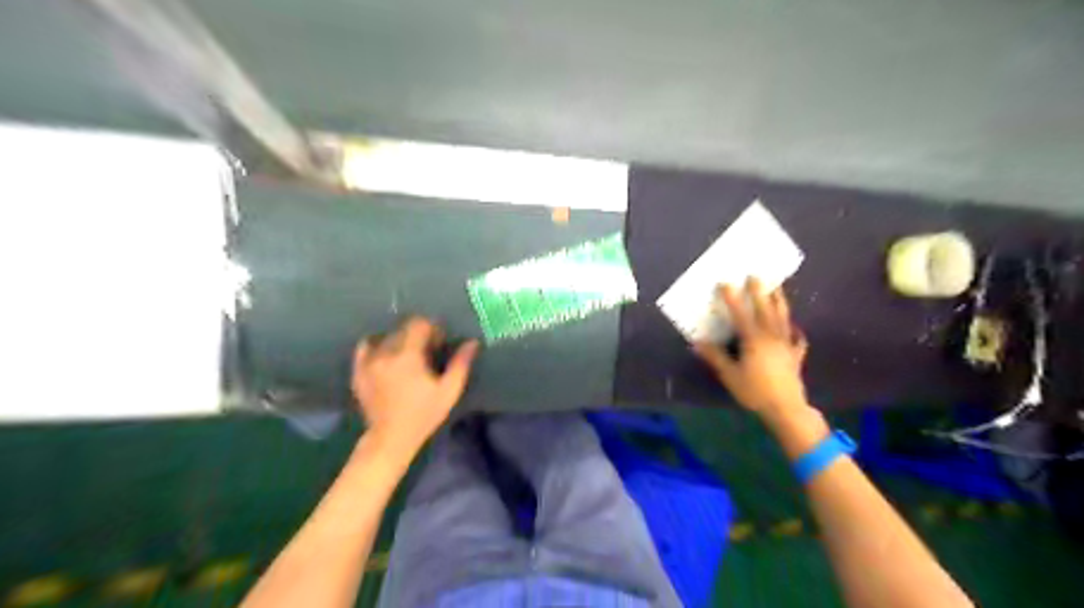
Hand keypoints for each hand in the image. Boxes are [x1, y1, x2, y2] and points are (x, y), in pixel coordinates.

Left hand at [352, 318, 477, 456]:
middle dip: (417, 335)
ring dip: (399, 340)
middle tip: (427, 351)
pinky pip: (365, 347)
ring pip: (386, 337)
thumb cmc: (424, 415)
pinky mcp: (358, 371)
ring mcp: (369, 362)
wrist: (391, 438)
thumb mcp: (448, 391)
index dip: (432, 328)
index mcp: (408, 355)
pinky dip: (376, 346)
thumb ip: (460, 364)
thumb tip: (472, 342)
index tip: (439, 341)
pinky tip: (386, 355)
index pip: (419, 324)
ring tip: (407, 356)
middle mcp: (386, 353)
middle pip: (403, 329)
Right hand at [700, 278, 808, 418]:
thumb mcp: (730, 375)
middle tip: (756, 275)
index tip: (725, 282)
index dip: (732, 298)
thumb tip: (697, 342)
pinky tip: (795, 328)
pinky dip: (796, 331)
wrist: (786, 408)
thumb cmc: (755, 391)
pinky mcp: (795, 356)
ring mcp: (786, 345)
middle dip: (760, 291)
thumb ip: (715, 357)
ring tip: (777, 287)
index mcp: (754, 340)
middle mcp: (772, 337)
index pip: (741, 314)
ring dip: (779, 301)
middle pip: (766, 310)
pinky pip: (797, 339)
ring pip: (783, 318)